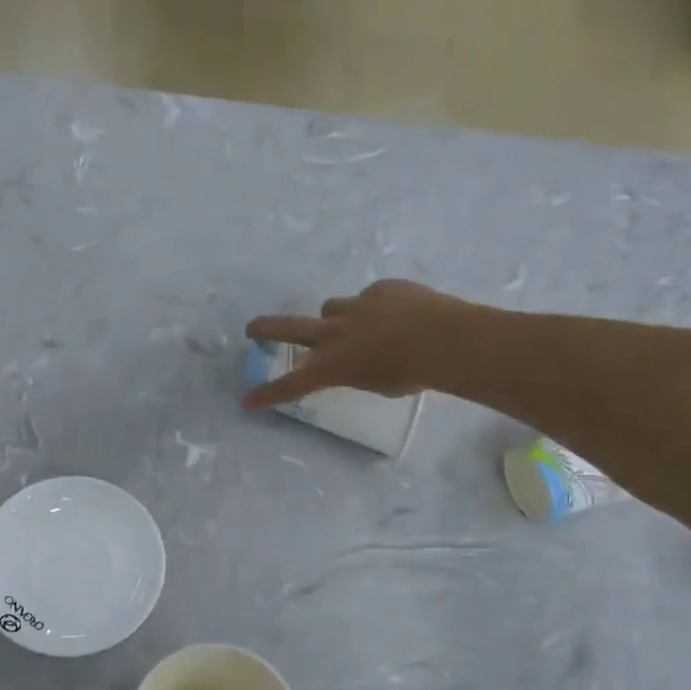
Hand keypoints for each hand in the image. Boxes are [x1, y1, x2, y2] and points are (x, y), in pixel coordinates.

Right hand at [243, 280, 471, 408]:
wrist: (444, 339)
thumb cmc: (412, 375)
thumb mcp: (377, 384)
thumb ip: (358, 371)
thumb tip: (359, 358)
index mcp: (333, 366)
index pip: (292, 384)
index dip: (267, 393)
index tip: (247, 400)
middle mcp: (335, 333)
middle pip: (289, 328)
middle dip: (267, 328)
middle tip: (251, 328)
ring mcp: (356, 306)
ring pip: (330, 307)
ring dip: (335, 316)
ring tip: (357, 324)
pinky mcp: (380, 289)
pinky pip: (370, 297)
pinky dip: (376, 307)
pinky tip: (399, 315)